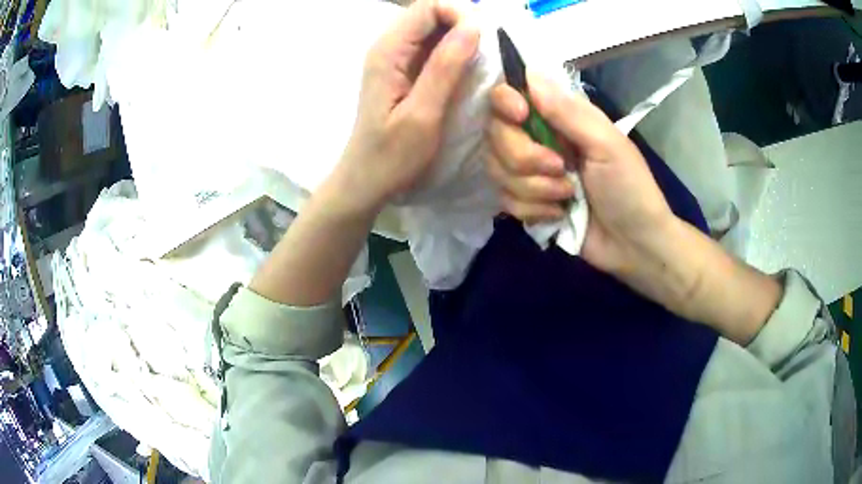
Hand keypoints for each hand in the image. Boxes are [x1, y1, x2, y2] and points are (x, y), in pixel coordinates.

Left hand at [337, 0, 478, 213]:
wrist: (366, 181)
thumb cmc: (392, 156)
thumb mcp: (423, 114)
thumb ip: (445, 67)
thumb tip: (474, 26)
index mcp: (388, 51)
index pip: (428, 6)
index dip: (460, 14)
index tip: (484, 41)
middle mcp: (390, 46)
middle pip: (432, 13)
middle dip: (464, 24)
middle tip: (488, 55)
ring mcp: (397, 58)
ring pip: (436, 29)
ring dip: (463, 38)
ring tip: (482, 64)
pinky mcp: (406, 71)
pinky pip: (435, 47)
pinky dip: (456, 52)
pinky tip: (468, 72)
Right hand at [486, 75, 675, 275]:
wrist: (633, 244)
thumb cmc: (629, 188)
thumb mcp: (607, 144)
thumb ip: (568, 112)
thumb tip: (529, 74)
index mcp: (558, 117)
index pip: (509, 96)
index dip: (504, 102)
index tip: (520, 116)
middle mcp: (536, 139)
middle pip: (495, 135)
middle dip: (525, 158)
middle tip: (562, 170)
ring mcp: (529, 173)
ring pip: (497, 170)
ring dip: (534, 188)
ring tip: (568, 197)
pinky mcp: (526, 202)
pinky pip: (505, 200)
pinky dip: (533, 210)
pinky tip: (559, 215)